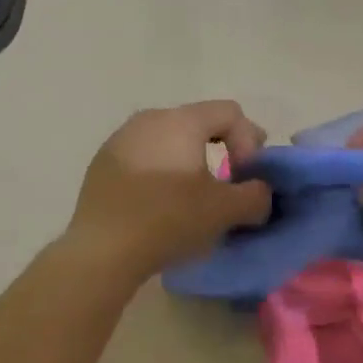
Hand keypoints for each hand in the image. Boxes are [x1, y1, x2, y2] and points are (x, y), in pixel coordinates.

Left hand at [65, 101, 273, 283]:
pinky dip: (161, 170)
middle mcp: (150, 119)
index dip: (249, 141)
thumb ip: (255, 195)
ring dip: (190, 160)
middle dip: (222, 147)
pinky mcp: (103, 162)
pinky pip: (144, 156)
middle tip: (230, 182)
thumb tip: (259, 192)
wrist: (102, 250)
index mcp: (181, 121)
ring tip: (194, 194)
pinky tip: (160, 202)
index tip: (245, 177)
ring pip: (169, 139)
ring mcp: (121, 138)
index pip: (230, 112)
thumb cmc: (169, 220)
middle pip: (198, 122)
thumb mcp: (225, 211)